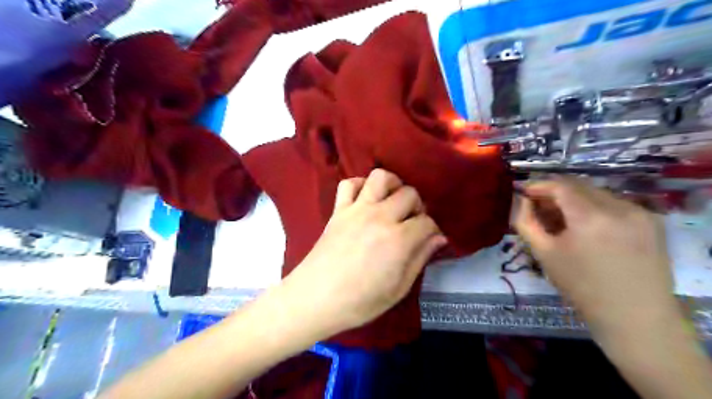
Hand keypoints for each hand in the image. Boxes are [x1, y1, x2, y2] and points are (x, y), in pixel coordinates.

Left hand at [282, 168, 443, 335]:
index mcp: (399, 240)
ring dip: (392, 185)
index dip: (432, 230)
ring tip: (392, 202)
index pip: (427, 222)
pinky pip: (348, 184)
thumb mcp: (398, 289)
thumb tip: (438, 238)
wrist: (315, 298)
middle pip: (409, 194)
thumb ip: (420, 259)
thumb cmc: (360, 301)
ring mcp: (357, 210)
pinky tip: (365, 199)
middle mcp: (381, 217)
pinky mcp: (339, 210)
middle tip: (411, 223)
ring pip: (380, 177)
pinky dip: (360, 185)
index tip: (428, 239)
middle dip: (417, 207)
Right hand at [515, 177, 674, 342]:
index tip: (524, 193)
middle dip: (555, 192)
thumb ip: (526, 222)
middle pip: (579, 186)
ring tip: (562, 220)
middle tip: (539, 208)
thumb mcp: (544, 253)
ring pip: (596, 193)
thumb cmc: (581, 286)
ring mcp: (639, 212)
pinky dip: (595, 208)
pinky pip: (614, 203)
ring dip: (575, 200)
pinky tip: (587, 227)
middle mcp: (619, 207)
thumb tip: (519, 201)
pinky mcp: (651, 221)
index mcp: (590, 217)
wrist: (634, 316)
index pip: (560, 185)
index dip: (539, 185)